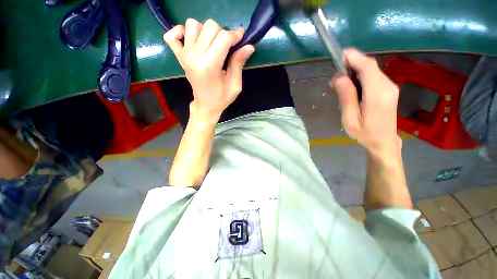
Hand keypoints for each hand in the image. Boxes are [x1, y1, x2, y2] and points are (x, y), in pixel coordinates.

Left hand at [163, 18, 254, 122]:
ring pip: (193, 24)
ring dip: (205, 30)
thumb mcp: (235, 84)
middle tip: (227, 47)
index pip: (223, 37)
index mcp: (210, 65)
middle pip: (210, 26)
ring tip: (212, 44)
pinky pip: (172, 35)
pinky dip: (180, 31)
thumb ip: (239, 63)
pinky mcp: (179, 56)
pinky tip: (192, 40)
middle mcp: (195, 56)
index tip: (241, 38)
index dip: (235, 35)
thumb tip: (249, 46)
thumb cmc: (222, 98)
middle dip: (223, 33)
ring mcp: (185, 55)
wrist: (206, 105)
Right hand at [331, 49, 400, 156]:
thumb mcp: (350, 119)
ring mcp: (390, 87)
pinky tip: (351, 86)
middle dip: (351, 65)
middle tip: (335, 78)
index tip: (340, 55)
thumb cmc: (364, 134)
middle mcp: (388, 86)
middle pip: (370, 66)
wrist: (384, 142)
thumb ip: (346, 98)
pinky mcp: (388, 89)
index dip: (354, 57)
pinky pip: (373, 76)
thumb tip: (340, 78)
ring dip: (354, 71)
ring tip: (340, 84)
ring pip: (371, 70)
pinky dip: (360, 76)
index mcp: (378, 95)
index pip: (368, 68)